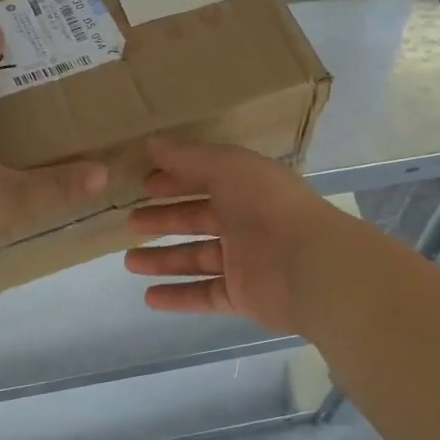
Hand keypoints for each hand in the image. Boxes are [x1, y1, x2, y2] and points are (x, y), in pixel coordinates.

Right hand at [124, 136, 344, 335]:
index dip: (174, 180)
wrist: (310, 265)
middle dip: (164, 220)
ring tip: (129, 262)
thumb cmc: (267, 205)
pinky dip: (178, 296)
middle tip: (130, 223)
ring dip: (164, 260)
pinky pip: (205, 295)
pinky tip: (149, 297)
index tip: (142, 184)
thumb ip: (189, 156)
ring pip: (197, 259)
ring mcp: (244, 262)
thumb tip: (152, 142)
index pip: (204, 180)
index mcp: (246, 187)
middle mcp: (246, 222)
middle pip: (198, 219)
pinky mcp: (243, 297)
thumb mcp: (227, 166)